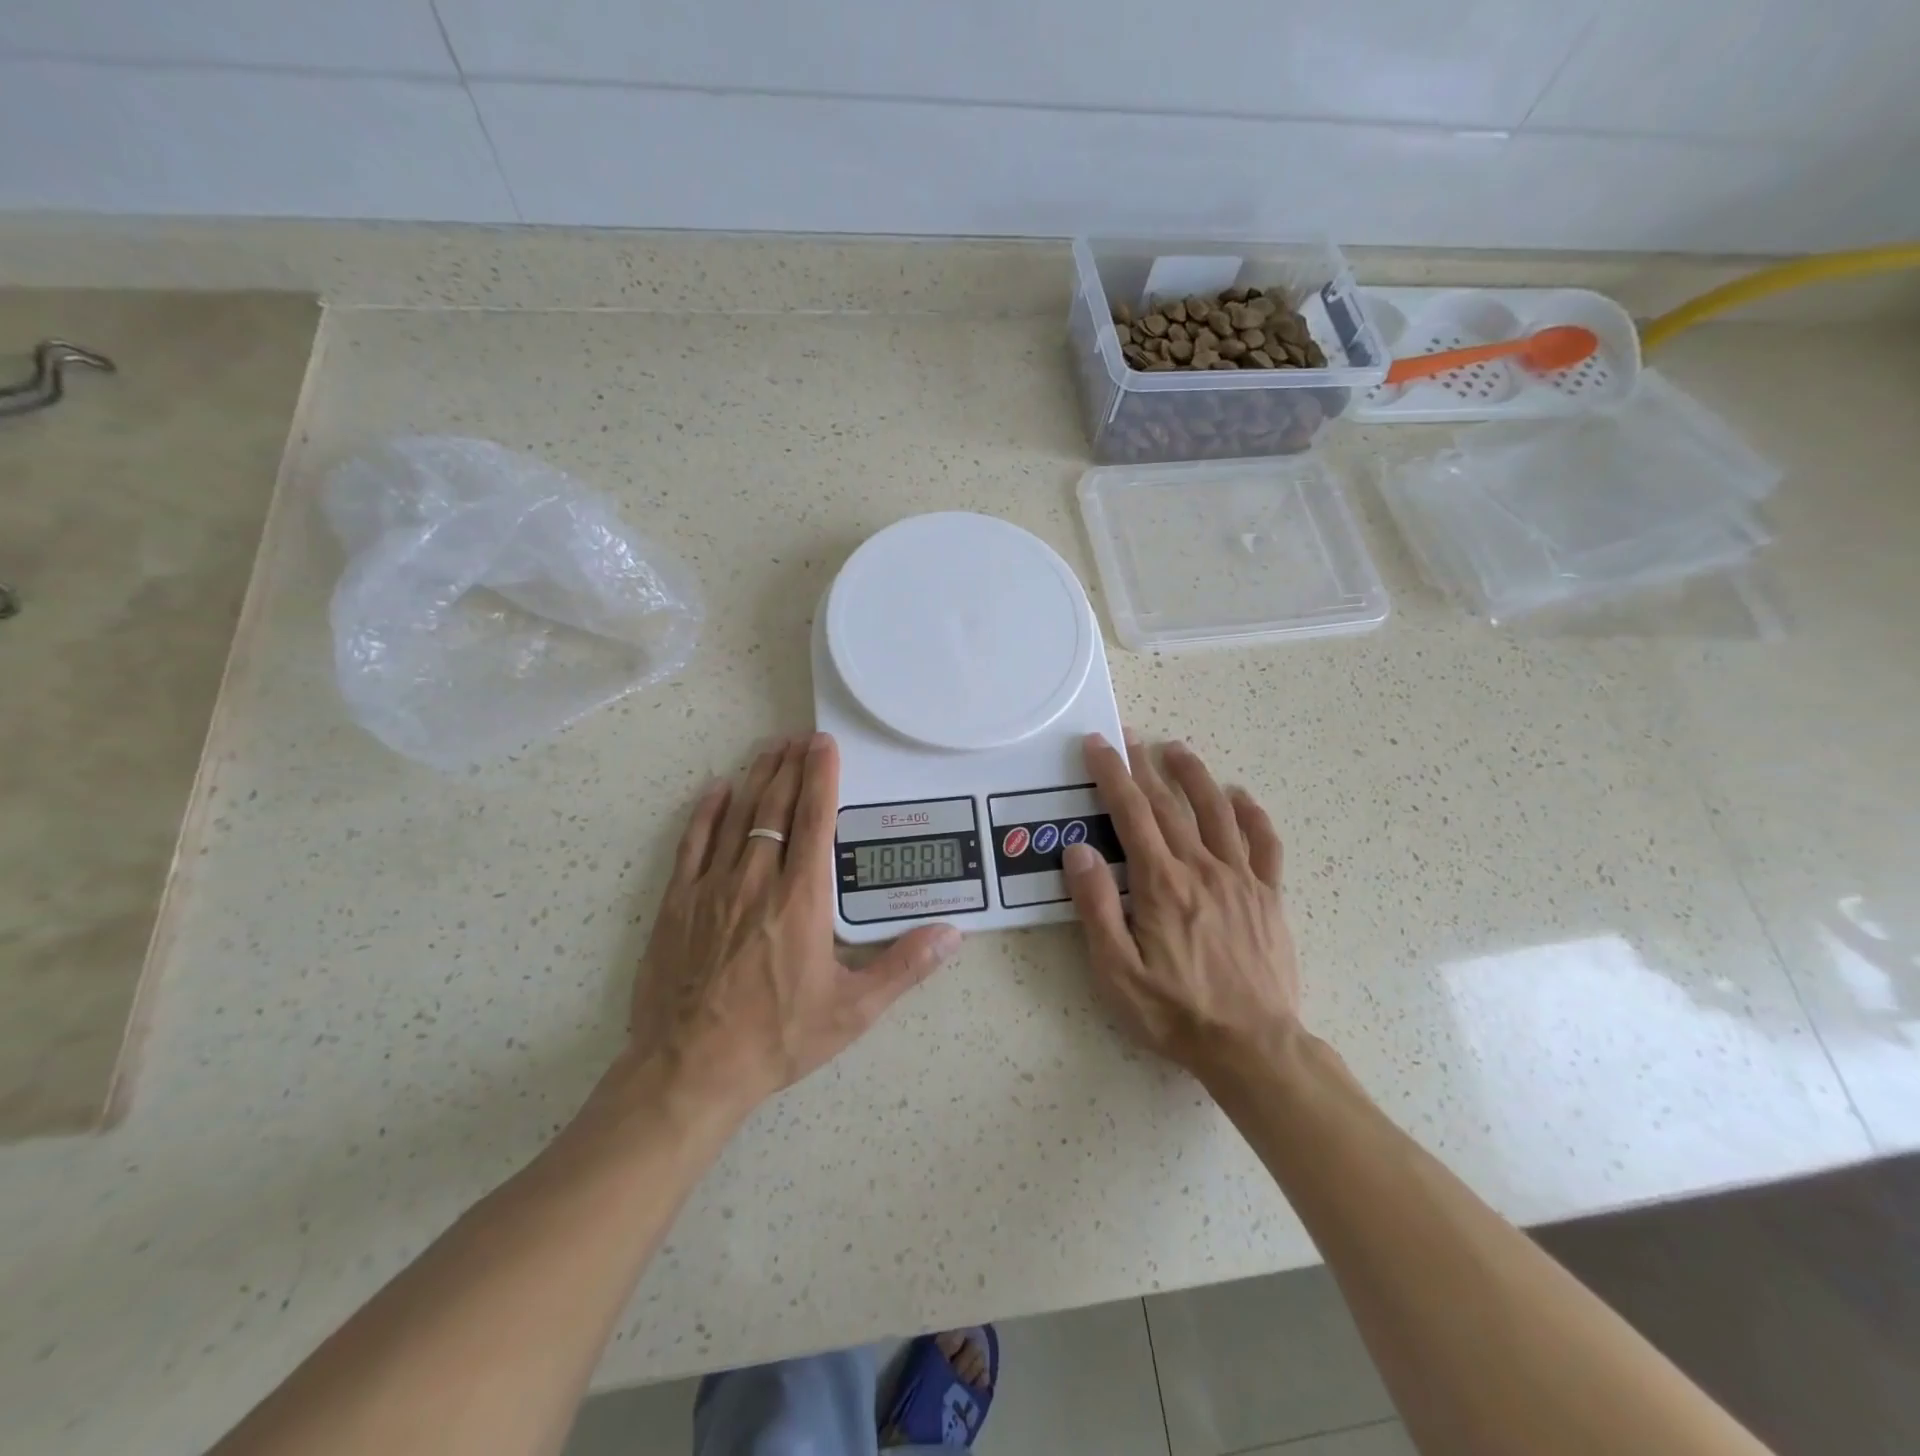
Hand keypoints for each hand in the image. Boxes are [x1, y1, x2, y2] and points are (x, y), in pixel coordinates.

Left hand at [628, 733, 961, 1116]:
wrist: (690, 1070)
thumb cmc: (776, 1037)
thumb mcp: (852, 1010)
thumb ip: (903, 966)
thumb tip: (951, 934)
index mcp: (802, 899)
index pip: (814, 820)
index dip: (821, 777)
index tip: (824, 745)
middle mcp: (756, 880)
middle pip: (775, 807)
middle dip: (789, 767)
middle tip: (799, 737)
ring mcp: (712, 888)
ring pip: (736, 816)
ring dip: (755, 779)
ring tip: (769, 749)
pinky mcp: (677, 904)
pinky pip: (692, 843)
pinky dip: (706, 812)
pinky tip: (717, 790)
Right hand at [1062, 732, 1301, 1081]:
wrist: (1252, 1047)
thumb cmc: (1174, 1011)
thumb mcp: (1116, 970)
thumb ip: (1096, 906)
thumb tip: (1079, 850)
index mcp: (1161, 883)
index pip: (1130, 813)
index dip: (1112, 774)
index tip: (1098, 744)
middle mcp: (1201, 869)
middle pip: (1169, 805)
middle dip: (1144, 766)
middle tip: (1129, 737)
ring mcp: (1240, 879)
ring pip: (1217, 812)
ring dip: (1195, 776)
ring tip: (1178, 749)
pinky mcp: (1268, 897)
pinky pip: (1265, 845)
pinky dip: (1253, 816)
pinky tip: (1242, 797)